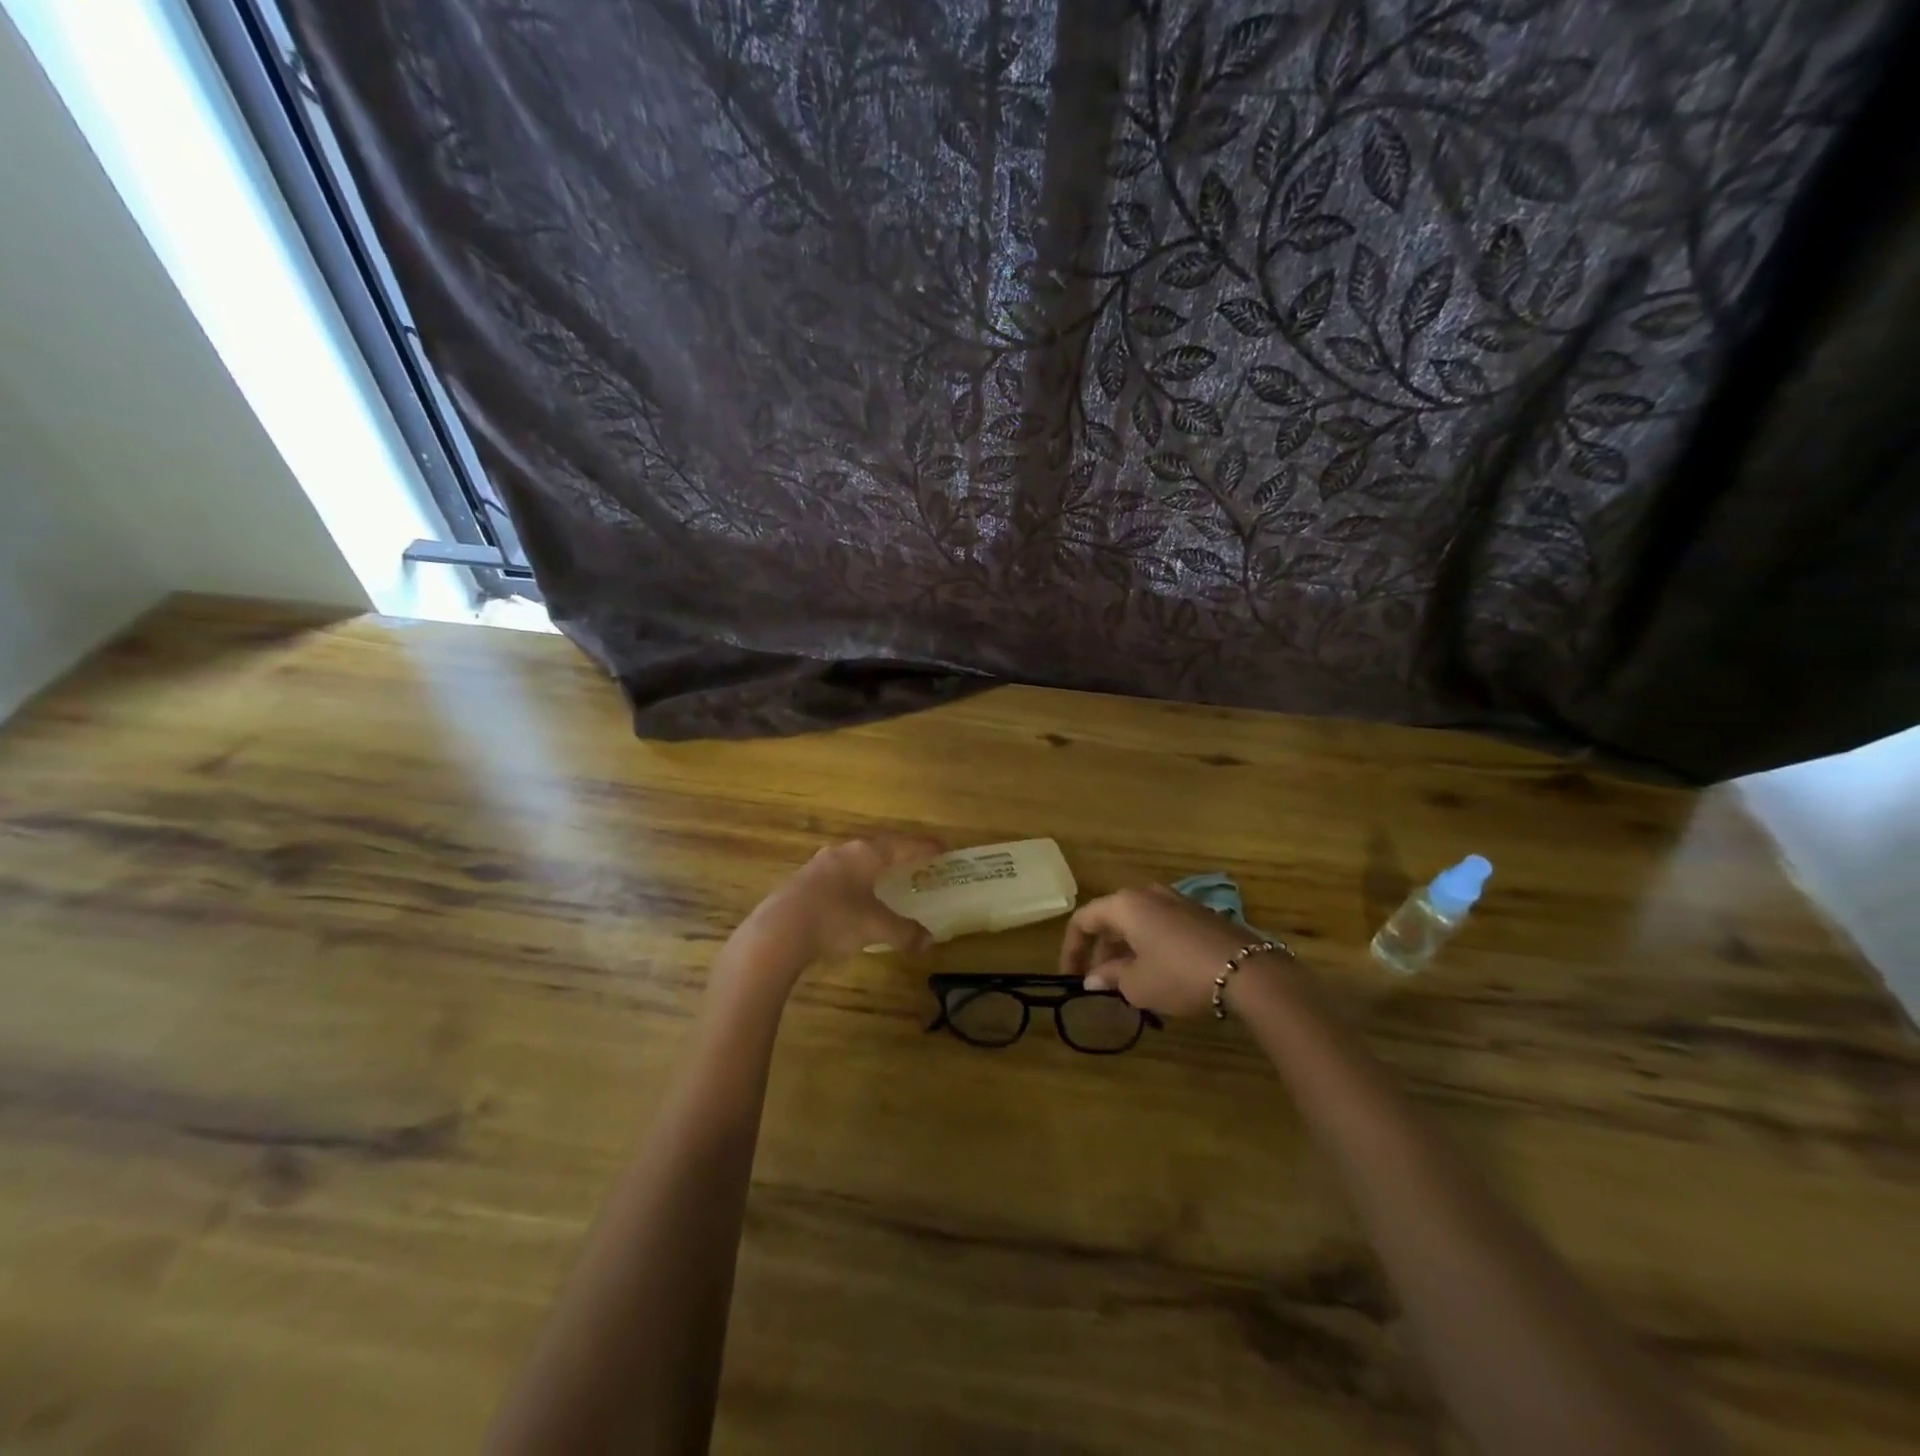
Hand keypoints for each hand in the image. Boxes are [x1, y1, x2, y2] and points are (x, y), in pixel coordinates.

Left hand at [747, 835, 944, 966]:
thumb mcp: (876, 927)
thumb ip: (904, 932)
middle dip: (899, 853)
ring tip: (886, 877)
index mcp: (866, 854)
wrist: (777, 933)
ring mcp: (819, 865)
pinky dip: (855, 882)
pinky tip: (854, 897)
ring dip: (874, 867)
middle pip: (879, 847)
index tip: (943, 848)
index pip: (904, 844)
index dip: (925, 847)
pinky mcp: (803, 882)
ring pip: (855, 860)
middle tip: (917, 861)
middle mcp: (843, 852)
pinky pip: (839, 875)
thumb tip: (929, 941)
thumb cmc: (835, 920)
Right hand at [1059, 884, 1277, 1017]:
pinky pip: (1161, 925)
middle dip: (1101, 950)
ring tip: (1127, 981)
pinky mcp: (1199, 913)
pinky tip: (1158, 972)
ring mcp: (1176, 900)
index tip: (1071, 978)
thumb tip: (1093, 978)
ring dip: (1126, 948)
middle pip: (1111, 918)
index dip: (1071, 949)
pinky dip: (1149, 945)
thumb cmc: (1179, 975)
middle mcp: (1147, 893)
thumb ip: (1110, 977)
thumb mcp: (1137, 984)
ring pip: (1138, 921)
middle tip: (1100, 982)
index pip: (1083, 920)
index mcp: (1124, 905)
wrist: (1248, 972)